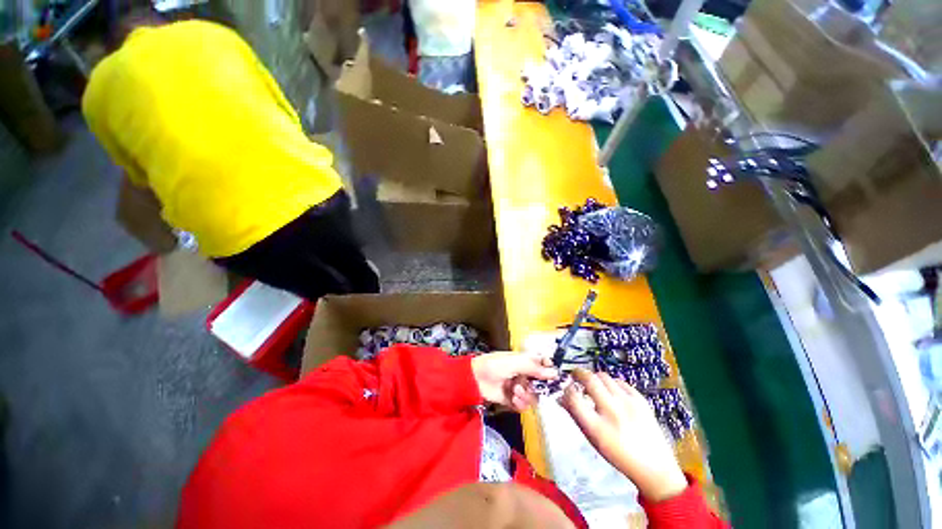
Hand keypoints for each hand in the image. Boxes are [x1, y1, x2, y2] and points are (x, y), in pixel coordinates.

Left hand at [472, 352, 558, 410]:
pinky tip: (513, 399)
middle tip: (530, 386)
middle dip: (537, 387)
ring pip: (534, 396)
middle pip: (541, 384)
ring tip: (516, 391)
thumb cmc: (495, 365)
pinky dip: (520, 403)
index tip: (552, 378)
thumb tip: (555, 373)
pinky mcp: (512, 400)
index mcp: (525, 361)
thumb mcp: (516, 362)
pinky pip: (524, 405)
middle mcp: (524, 374)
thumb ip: (535, 368)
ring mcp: (519, 387)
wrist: (476, 378)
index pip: (544, 366)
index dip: (549, 372)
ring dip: (526, 395)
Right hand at [559, 369, 686, 501]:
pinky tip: (611, 391)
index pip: (573, 397)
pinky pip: (620, 381)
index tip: (566, 388)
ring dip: (594, 378)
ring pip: (603, 376)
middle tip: (575, 377)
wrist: (655, 468)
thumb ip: (576, 416)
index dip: (566, 389)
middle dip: (578, 374)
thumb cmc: (618, 455)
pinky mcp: (641, 400)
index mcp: (597, 428)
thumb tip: (561, 397)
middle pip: (589, 380)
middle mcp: (612, 412)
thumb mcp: (593, 439)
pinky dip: (611, 383)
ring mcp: (629, 404)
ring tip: (593, 385)